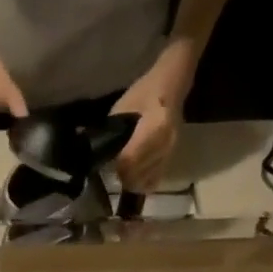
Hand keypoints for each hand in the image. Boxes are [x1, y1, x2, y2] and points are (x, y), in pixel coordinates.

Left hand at [111, 37, 198, 192]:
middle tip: (114, 169)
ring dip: (131, 180)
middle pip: (137, 174)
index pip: (130, 159)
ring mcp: (169, 154)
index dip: (117, 165)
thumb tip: (101, 155)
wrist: (171, 88)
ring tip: (123, 171)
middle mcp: (165, 144)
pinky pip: (153, 182)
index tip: (109, 163)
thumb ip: (112, 134)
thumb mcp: (122, 108)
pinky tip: (135, 175)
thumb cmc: (144, 93)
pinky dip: (141, 182)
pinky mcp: (170, 161)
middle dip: (122, 175)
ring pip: (144, 182)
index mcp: (155, 127)